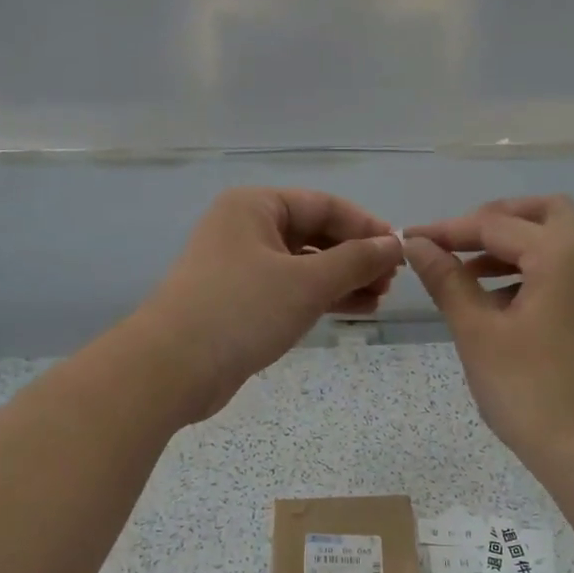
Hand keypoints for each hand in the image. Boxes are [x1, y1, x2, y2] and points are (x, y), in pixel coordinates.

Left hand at [133, 188, 403, 421]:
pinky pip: (289, 290)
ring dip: (342, 280)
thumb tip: (395, 245)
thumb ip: (356, 261)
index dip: (366, 227)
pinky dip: (319, 298)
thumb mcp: (307, 282)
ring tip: (379, 300)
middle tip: (390, 282)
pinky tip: (352, 311)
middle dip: (355, 257)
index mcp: (255, 207)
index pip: (324, 205)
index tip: (400, 251)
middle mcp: (245, 228)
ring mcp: (240, 266)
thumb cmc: (242, 310)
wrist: (173, 368)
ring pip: (303, 265)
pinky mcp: (239, 301)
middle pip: (314, 233)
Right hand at [402, 196, 573, 487]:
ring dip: (516, 249)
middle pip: (545, 214)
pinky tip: (506, 308)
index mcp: (563, 254)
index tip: (410, 240)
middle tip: (456, 244)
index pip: (496, 224)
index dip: (448, 230)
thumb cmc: (531, 393)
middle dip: (496, 222)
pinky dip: (538, 272)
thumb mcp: (478, 333)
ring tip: (470, 278)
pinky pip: (572, 274)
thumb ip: (448, 281)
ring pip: (561, 244)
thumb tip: (418, 245)